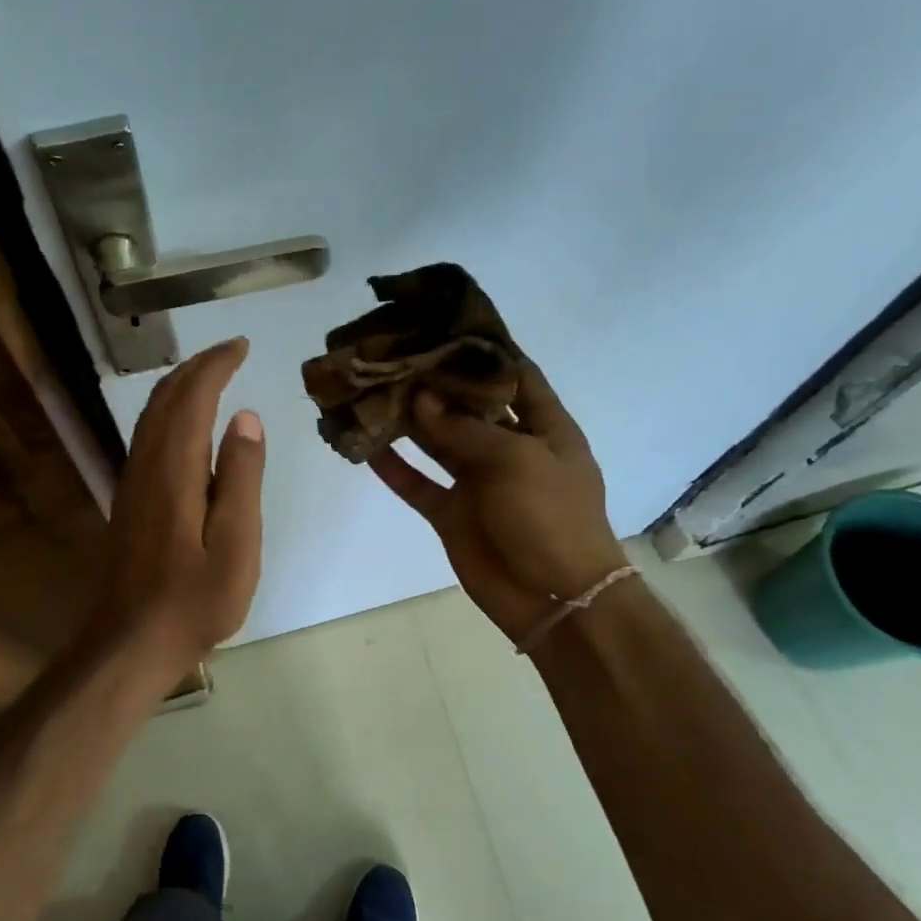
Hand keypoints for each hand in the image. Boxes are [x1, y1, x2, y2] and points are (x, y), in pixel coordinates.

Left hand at [87, 337, 264, 674]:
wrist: (133, 640)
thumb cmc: (195, 599)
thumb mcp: (236, 543)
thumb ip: (241, 477)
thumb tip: (245, 417)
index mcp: (174, 470)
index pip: (192, 397)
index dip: (215, 365)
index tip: (242, 345)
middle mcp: (146, 465)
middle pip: (165, 398)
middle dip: (197, 367)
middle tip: (231, 352)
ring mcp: (133, 482)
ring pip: (151, 416)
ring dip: (180, 386)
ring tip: (212, 375)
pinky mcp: (130, 500)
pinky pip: (148, 437)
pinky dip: (170, 413)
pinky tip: (187, 425)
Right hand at [371, 361, 627, 641]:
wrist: (554, 598)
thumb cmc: (550, 517)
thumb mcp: (515, 460)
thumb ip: (464, 429)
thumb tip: (422, 398)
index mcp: (544, 427)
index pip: (515, 375)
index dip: (484, 350)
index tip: (445, 323)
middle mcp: (510, 448)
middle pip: (467, 405)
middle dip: (434, 381)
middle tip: (393, 352)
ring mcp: (478, 482)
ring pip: (436, 442)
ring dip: (408, 420)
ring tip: (371, 390)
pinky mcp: (452, 513)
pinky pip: (418, 484)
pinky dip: (394, 468)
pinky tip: (366, 446)